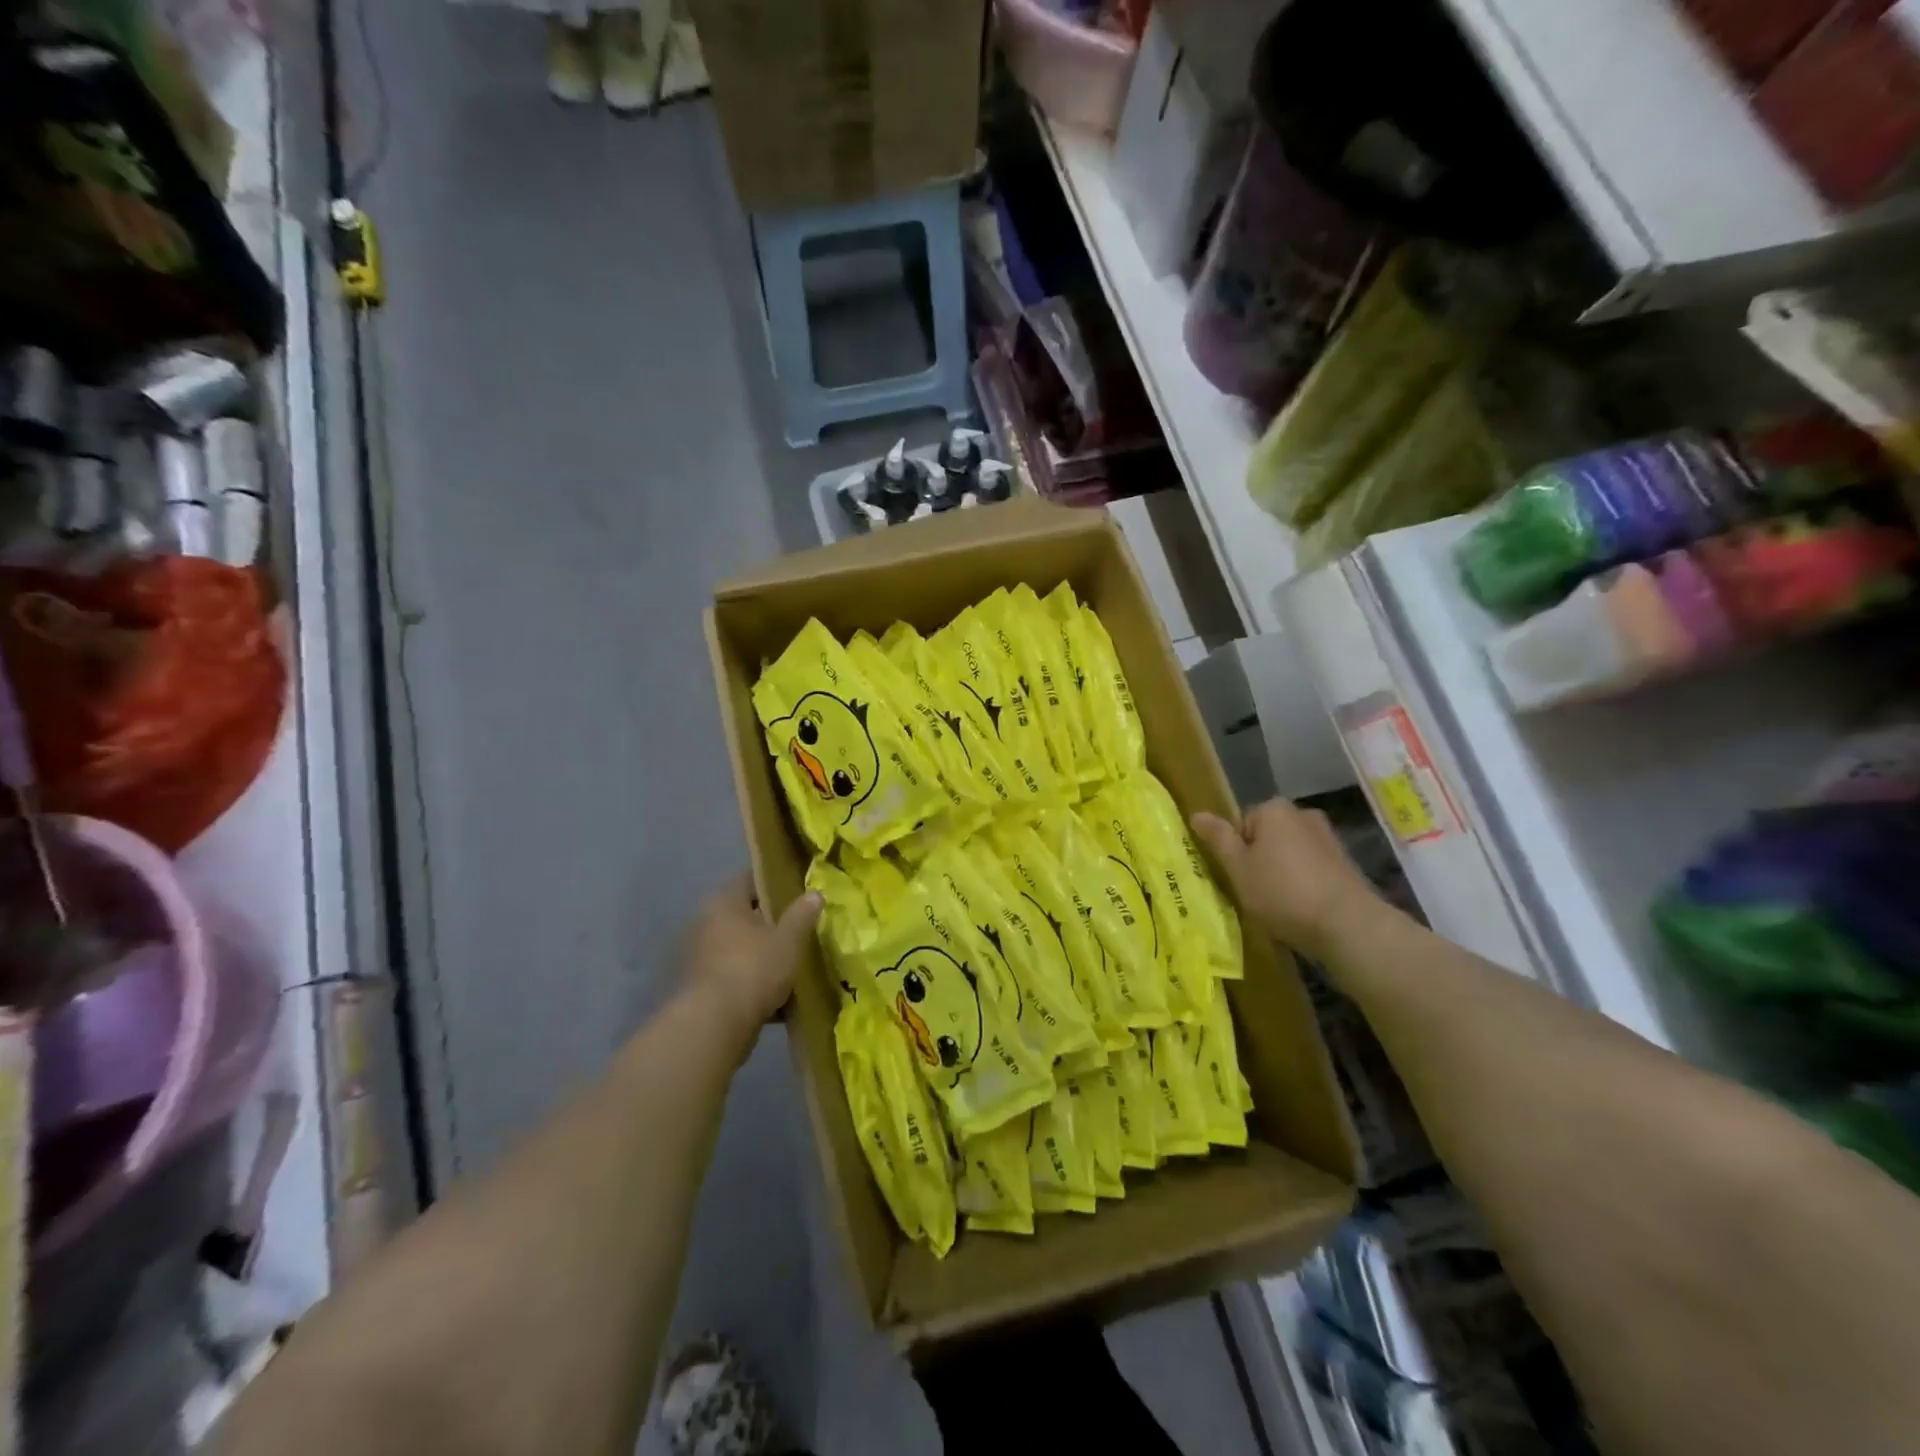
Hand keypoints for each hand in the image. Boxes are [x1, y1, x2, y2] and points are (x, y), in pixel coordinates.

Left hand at [679, 874, 821, 1046]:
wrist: (713, 1027)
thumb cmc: (753, 970)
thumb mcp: (789, 940)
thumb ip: (802, 914)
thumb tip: (814, 893)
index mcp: (724, 903)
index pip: (751, 879)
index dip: (776, 882)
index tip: (799, 890)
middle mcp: (705, 924)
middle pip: (745, 915)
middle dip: (771, 924)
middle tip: (800, 931)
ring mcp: (699, 957)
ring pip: (740, 949)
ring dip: (761, 956)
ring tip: (792, 967)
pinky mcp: (699, 989)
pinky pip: (733, 977)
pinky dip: (752, 984)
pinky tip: (777, 1001)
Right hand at [1192, 800, 1381, 958]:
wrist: (1348, 924)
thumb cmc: (1282, 892)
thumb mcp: (1238, 868)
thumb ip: (1218, 839)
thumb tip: (1196, 814)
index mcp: (1273, 809)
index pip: (1241, 823)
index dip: (1236, 851)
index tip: (1238, 877)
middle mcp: (1303, 814)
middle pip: (1267, 836)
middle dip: (1260, 859)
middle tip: (1255, 891)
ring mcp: (1329, 838)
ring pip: (1290, 853)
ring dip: (1283, 872)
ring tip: (1279, 904)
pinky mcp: (1347, 863)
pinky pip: (1312, 868)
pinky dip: (1304, 883)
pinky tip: (1303, 908)